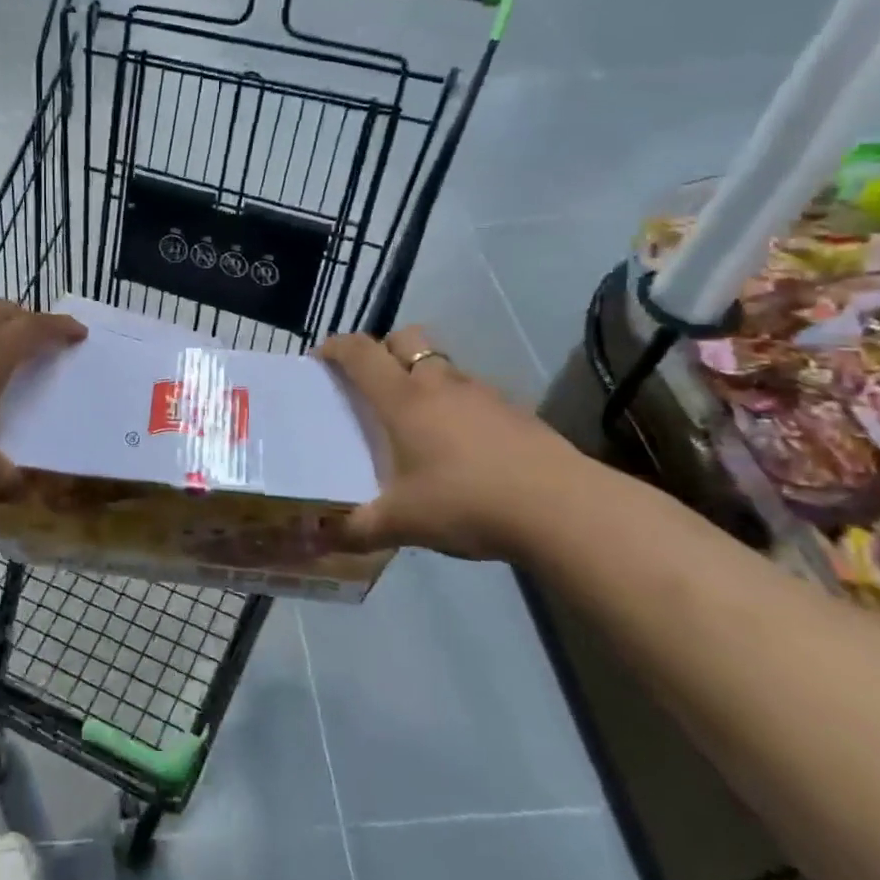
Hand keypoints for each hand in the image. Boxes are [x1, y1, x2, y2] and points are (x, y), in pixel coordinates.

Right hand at [317, 326, 601, 560]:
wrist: (563, 508)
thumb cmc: (466, 502)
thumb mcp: (402, 523)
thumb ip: (355, 530)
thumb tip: (316, 541)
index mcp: (403, 399)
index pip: (361, 353)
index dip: (336, 347)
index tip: (320, 358)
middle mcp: (439, 383)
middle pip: (405, 338)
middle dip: (382, 349)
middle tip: (371, 382)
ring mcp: (482, 393)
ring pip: (441, 364)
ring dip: (421, 375)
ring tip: (415, 417)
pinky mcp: (515, 411)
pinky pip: (472, 391)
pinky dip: (456, 402)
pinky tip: (460, 444)